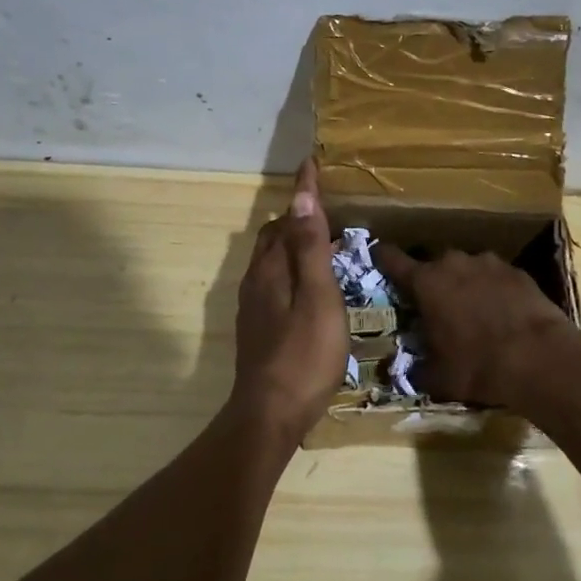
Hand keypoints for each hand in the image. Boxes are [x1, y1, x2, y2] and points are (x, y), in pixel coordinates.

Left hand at [231, 160, 348, 443]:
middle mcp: (256, 280)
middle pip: (273, 237)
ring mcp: (254, 306)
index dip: (302, 192)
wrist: (269, 416)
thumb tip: (301, 198)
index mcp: (270, 269)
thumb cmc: (303, 355)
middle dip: (295, 218)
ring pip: (271, 261)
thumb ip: (310, 249)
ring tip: (322, 246)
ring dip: (292, 245)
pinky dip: (290, 269)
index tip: (311, 164)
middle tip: (327, 213)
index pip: (287, 218)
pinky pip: (273, 282)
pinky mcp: (258, 328)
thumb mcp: (317, 298)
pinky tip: (308, 288)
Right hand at [373, 243, 570, 405]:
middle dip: (432, 281)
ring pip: (467, 269)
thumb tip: (402, 373)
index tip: (377, 256)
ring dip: (465, 284)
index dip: (383, 257)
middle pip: (434, 265)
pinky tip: (503, 314)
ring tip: (473, 311)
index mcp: (426, 282)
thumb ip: (417, 370)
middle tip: (435, 306)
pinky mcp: (517, 271)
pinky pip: (496, 277)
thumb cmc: (477, 366)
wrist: (539, 358)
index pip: (392, 259)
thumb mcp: (439, 377)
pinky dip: (494, 290)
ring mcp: (488, 263)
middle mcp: (453, 263)